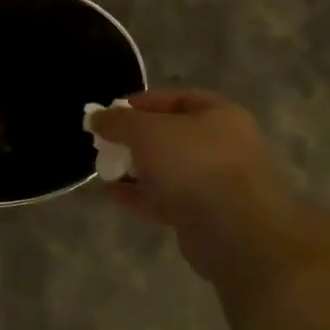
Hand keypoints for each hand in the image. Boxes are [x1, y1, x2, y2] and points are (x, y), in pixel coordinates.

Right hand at [91, 90, 329, 290]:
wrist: (233, 231)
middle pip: (172, 136)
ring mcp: (216, 183)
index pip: (177, 98)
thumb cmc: (193, 164)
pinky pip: (167, 199)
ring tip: (105, 169)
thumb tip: (96, 117)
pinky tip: (113, 194)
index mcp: (219, 115)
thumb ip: (118, 122)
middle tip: (106, 143)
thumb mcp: (146, 131)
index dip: (142, 103)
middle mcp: (223, 145)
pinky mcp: (205, 215)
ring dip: (137, 169)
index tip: (111, 113)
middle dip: (136, 139)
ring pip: (169, 169)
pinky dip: (141, 195)